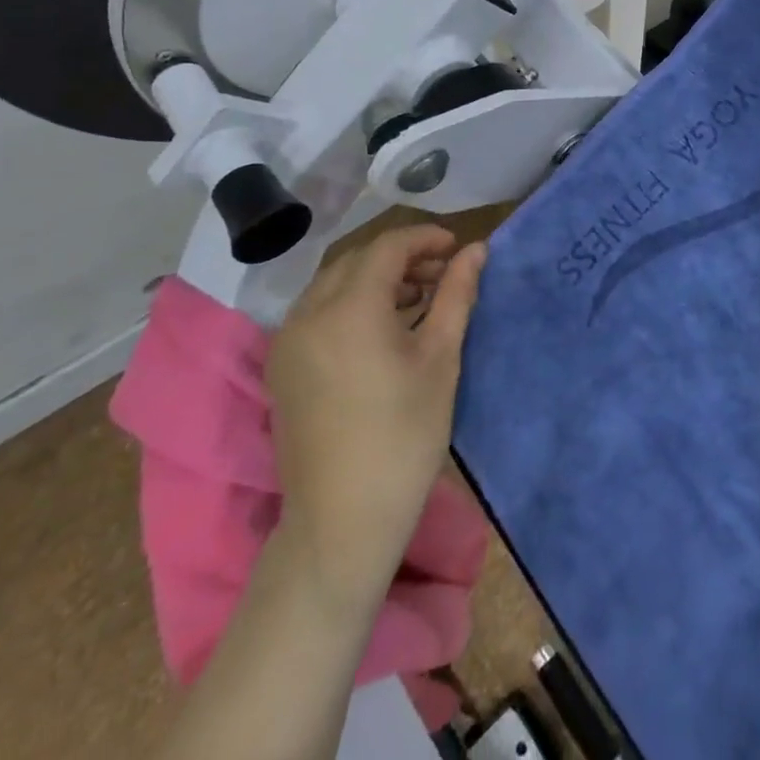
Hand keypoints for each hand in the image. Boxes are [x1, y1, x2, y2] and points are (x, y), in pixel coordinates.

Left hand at [265, 225, 485, 603]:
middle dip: (402, 257)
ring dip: (376, 278)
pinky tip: (382, 327)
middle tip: (442, 273)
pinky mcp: (282, 366)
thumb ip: (457, 294)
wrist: (342, 520)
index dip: (424, 239)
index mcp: (349, 308)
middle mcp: (308, 314)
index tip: (457, 247)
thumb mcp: (440, 358)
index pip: (387, 247)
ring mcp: (288, 341)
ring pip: (334, 284)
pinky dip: (351, 302)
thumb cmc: (404, 435)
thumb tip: (477, 249)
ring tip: (418, 298)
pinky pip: (317, 311)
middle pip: (358, 260)